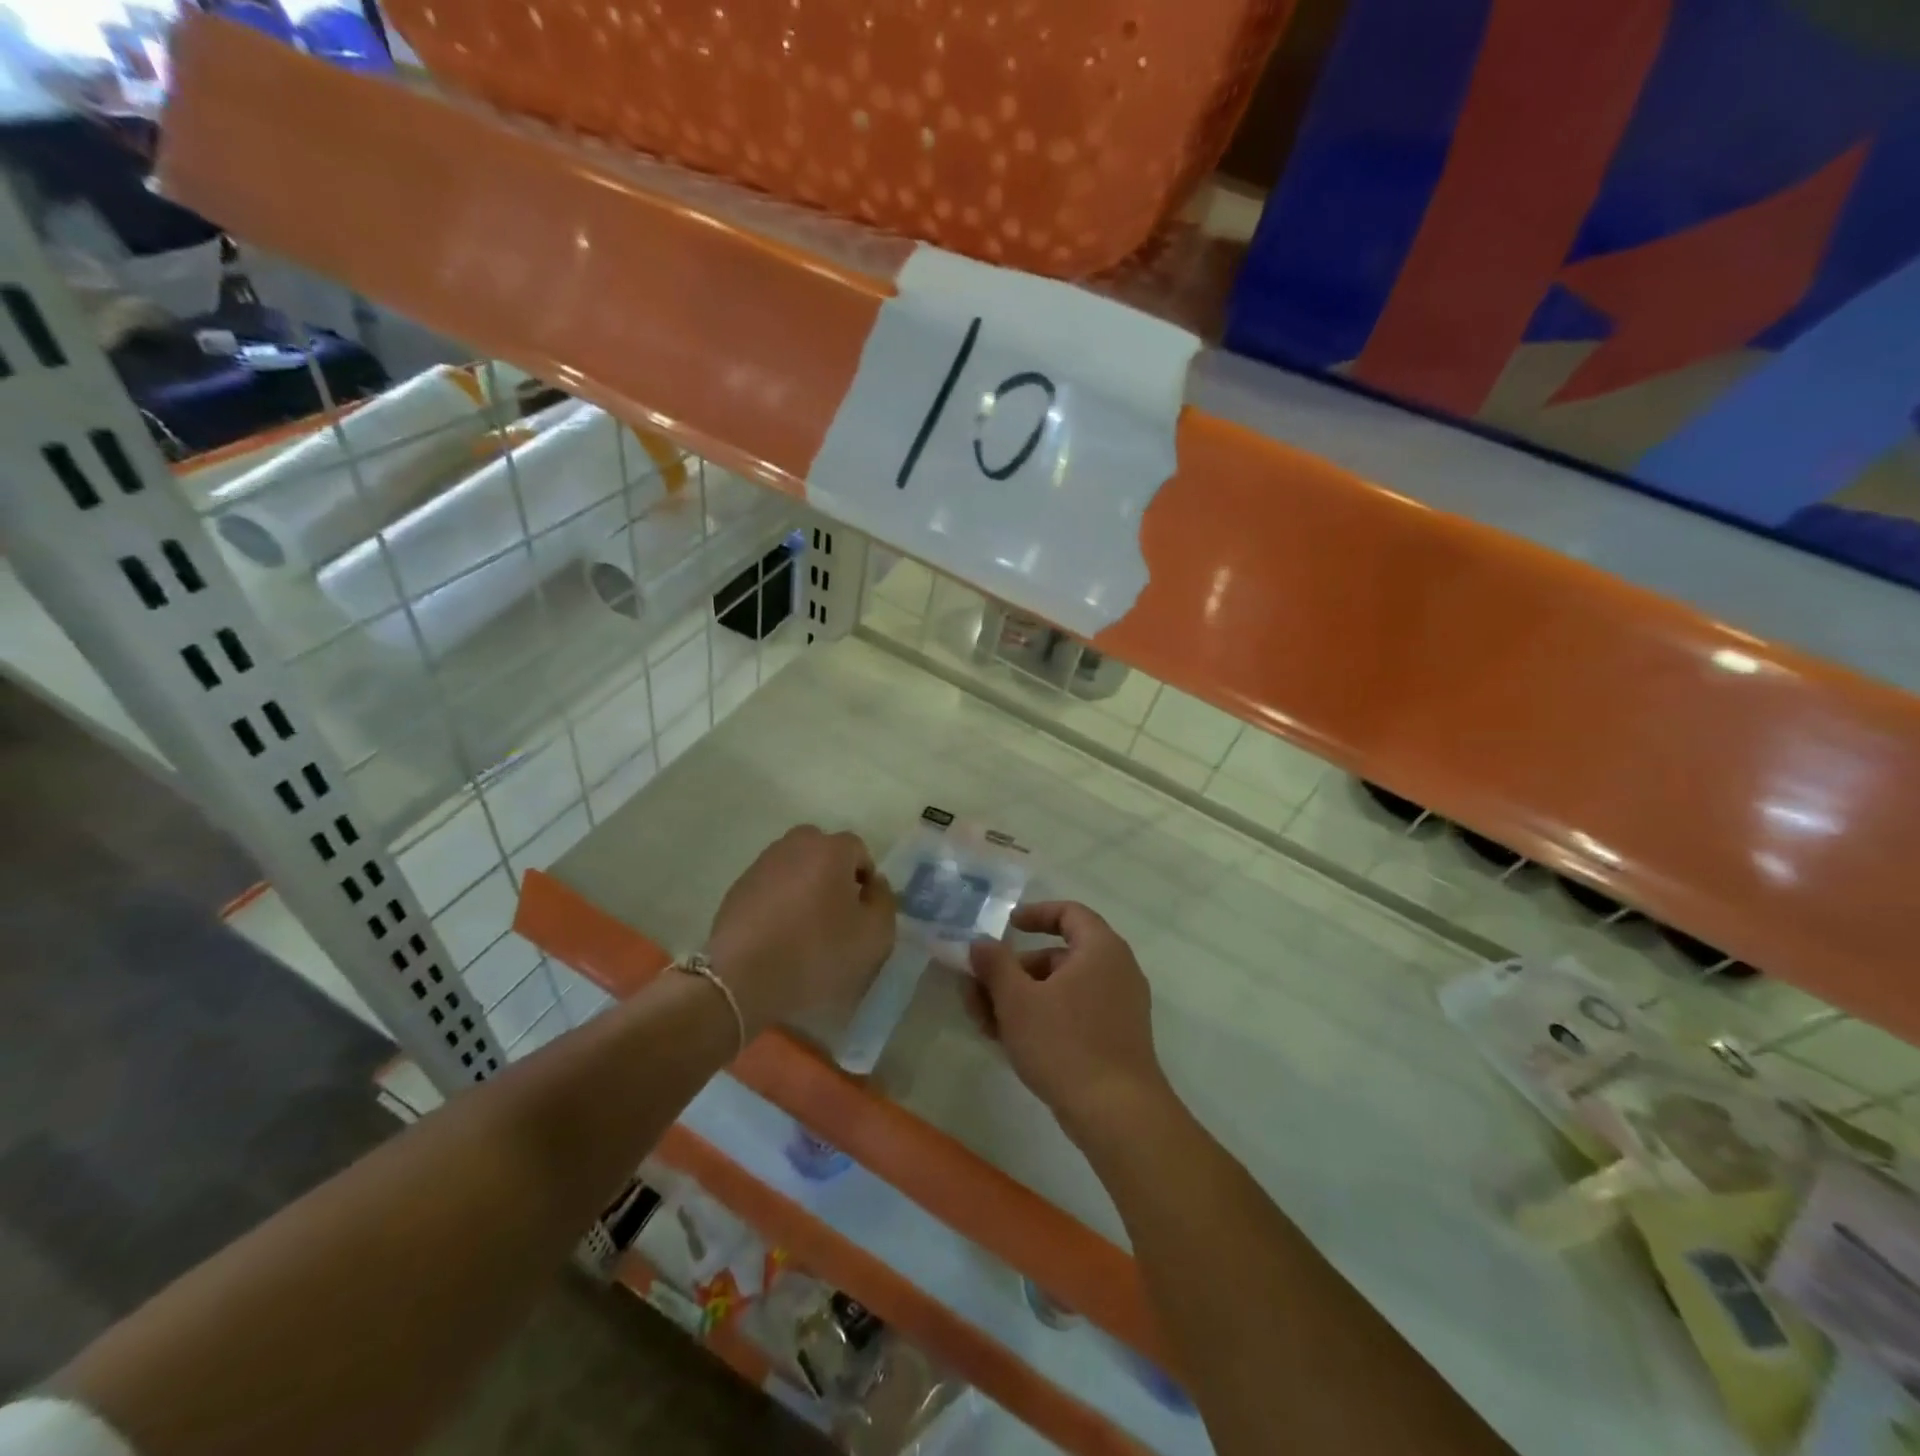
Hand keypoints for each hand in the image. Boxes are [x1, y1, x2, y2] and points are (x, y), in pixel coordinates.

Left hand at [705, 826, 896, 1032]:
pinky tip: (778, 936)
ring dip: (805, 888)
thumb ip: (884, 902)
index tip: (862, 914)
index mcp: (831, 849)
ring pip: (795, 868)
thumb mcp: (874, 935)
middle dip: (834, 877)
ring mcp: (762, 864)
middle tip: (836, 916)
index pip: (859, 851)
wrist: (742, 978)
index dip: (866, 881)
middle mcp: (795, 845)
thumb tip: (874, 885)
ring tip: (805, 928)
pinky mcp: (738, 888)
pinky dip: (779, 903)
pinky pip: (771, 888)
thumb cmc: (817, 952)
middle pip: (824, 853)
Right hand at [968, 902, 1172, 1144]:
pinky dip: (1043, 1018)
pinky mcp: (1117, 1038)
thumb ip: (994, 965)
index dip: (1035, 914)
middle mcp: (1117, 970)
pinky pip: (1074, 1014)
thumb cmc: (1065, 1044)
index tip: (1007, 926)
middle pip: (1058, 956)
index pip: (1069, 913)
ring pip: (1061, 990)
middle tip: (978, 990)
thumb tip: (980, 942)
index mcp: (1100, 948)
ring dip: (1021, 999)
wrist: (1118, 1115)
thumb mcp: (1017, 1001)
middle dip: (1013, 972)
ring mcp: (1120, 1006)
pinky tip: (1010, 1042)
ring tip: (984, 1023)